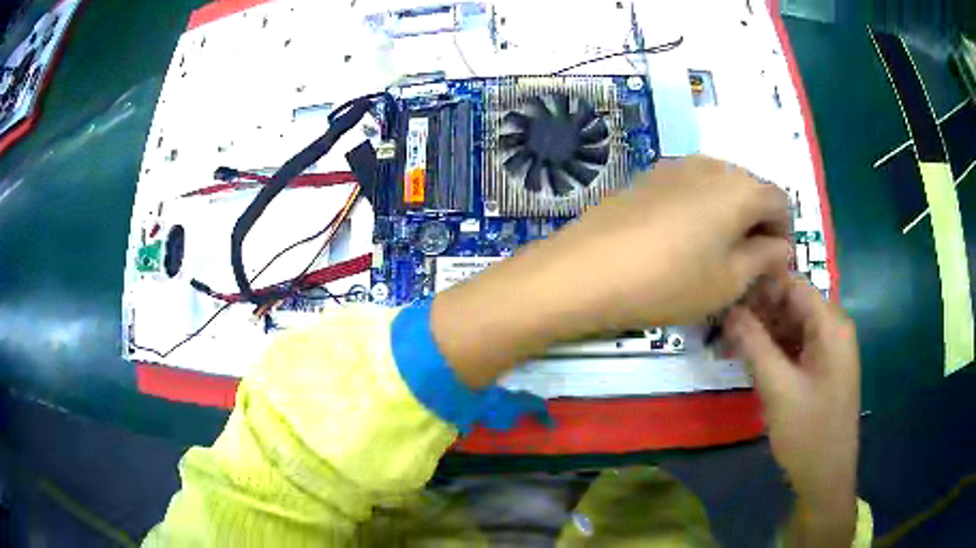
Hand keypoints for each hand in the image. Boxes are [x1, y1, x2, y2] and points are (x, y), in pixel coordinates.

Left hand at [432, 155, 790, 387]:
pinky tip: (682, 242)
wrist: (585, 270)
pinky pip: (691, 189)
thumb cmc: (669, 281)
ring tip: (715, 257)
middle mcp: (712, 164)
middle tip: (747, 266)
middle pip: (751, 190)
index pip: (781, 202)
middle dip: (757, 225)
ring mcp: (675, 165)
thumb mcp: (728, 281)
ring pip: (721, 188)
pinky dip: (701, 211)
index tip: (773, 266)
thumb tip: (780, 246)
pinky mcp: (648, 176)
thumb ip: (764, 258)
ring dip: (729, 217)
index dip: (784, 234)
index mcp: (740, 186)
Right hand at [724, 276, 859, 545]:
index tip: (727, 297)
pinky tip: (752, 360)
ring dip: (764, 332)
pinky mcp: (824, 368)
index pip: (793, 285)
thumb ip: (753, 344)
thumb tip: (728, 309)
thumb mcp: (777, 388)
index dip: (760, 286)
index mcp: (831, 325)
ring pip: (793, 325)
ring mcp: (831, 349)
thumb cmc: (807, 432)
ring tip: (731, 343)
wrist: (826, 476)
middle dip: (759, 311)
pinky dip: (775, 349)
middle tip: (723, 326)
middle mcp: (835, 328)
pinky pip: (798, 345)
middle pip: (793, 304)